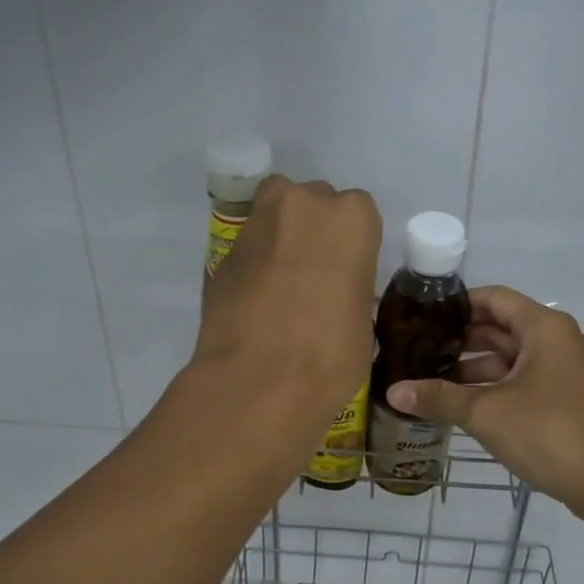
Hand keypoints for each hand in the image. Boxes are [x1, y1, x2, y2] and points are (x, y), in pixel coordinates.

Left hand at [193, 175, 381, 435]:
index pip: (358, 212)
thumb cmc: (330, 356)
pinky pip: (247, 248)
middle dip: (313, 230)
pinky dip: (253, 265)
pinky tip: (255, 300)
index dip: (351, 243)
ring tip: (281, 282)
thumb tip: (332, 296)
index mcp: (352, 219)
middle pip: (312, 202)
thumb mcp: (361, 321)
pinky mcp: (222, 253)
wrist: (259, 382)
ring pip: (273, 213)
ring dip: (280, 237)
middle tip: (313, 275)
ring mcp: (257, 224)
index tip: (346, 272)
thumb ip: (348, 288)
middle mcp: (303, 204)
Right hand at [384, 286, 583, 513]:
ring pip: (515, 358)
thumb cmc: (548, 431)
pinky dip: (498, 386)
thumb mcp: (486, 412)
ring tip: (435, 381)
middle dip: (462, 340)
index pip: (495, 298)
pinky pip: (528, 380)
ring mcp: (570, 371)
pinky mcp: (572, 399)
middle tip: (421, 350)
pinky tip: (467, 405)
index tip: (424, 317)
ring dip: (477, 368)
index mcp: (544, 328)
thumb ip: (438, 398)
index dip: (458, 305)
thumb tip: (393, 391)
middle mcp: (561, 341)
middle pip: (504, 327)